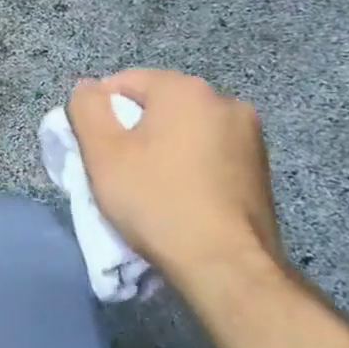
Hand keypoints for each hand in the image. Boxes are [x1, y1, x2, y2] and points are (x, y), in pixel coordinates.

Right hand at [67, 70, 282, 287]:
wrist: (225, 265)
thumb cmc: (155, 201)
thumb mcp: (102, 152)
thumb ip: (87, 108)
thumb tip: (88, 88)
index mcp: (185, 90)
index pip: (124, 82)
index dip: (101, 114)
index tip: (96, 151)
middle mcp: (224, 101)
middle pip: (157, 105)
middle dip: (133, 130)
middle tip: (119, 170)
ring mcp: (249, 135)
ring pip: (184, 129)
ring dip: (162, 148)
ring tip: (151, 186)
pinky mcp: (261, 167)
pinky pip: (209, 152)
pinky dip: (189, 166)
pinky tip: (181, 196)